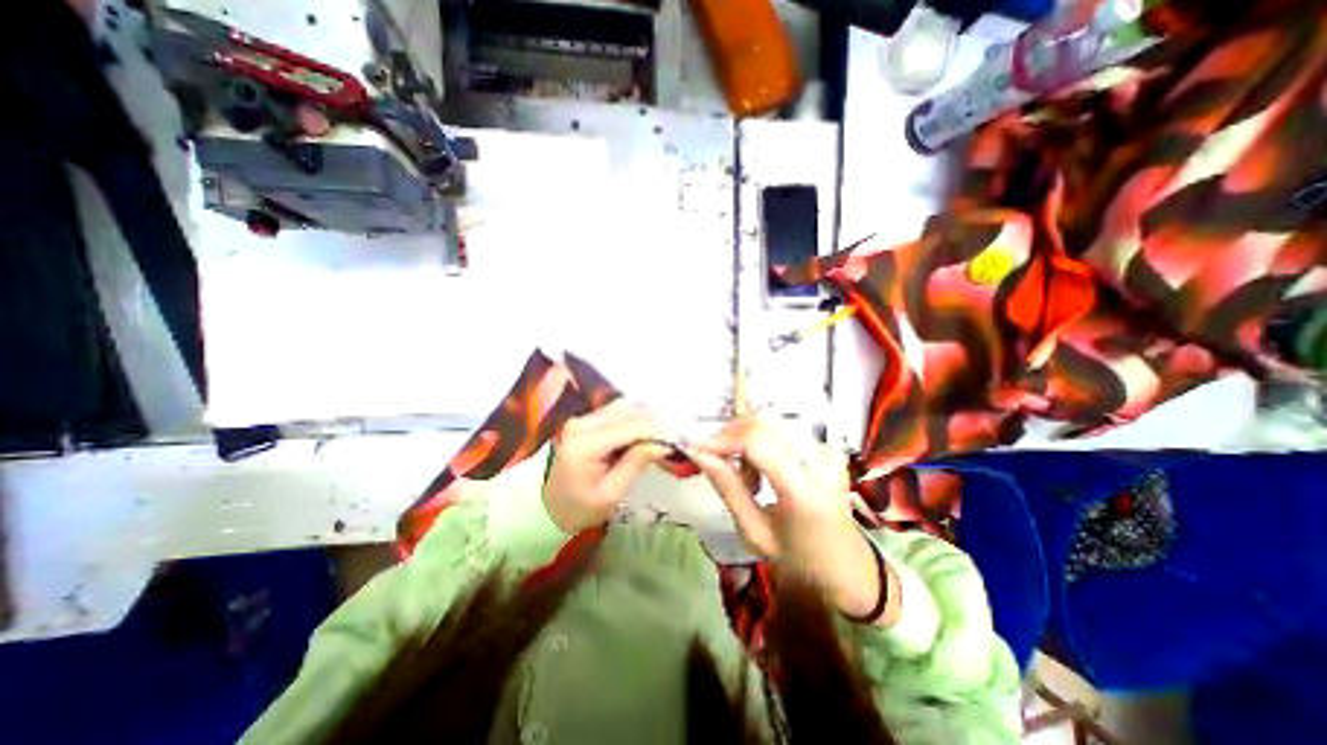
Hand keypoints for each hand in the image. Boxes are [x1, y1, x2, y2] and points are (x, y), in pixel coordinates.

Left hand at [544, 401, 676, 535]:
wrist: (546, 507)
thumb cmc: (579, 509)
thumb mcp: (611, 494)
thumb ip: (636, 463)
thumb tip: (664, 443)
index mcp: (586, 443)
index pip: (632, 426)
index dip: (660, 431)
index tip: (681, 442)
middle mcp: (583, 422)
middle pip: (631, 411)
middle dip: (659, 422)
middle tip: (678, 439)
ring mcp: (584, 418)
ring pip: (627, 407)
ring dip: (651, 418)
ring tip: (668, 435)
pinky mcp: (588, 419)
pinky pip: (619, 411)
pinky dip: (639, 418)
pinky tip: (651, 430)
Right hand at [690, 419, 895, 622]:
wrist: (848, 565)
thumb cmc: (798, 557)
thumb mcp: (755, 532)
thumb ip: (728, 489)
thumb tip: (700, 455)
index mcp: (803, 491)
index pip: (757, 442)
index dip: (723, 439)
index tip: (698, 450)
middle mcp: (819, 462)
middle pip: (763, 423)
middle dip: (731, 436)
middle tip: (718, 462)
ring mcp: (827, 451)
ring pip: (771, 423)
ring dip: (747, 440)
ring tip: (747, 476)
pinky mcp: (827, 447)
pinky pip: (783, 430)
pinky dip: (763, 442)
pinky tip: (764, 469)